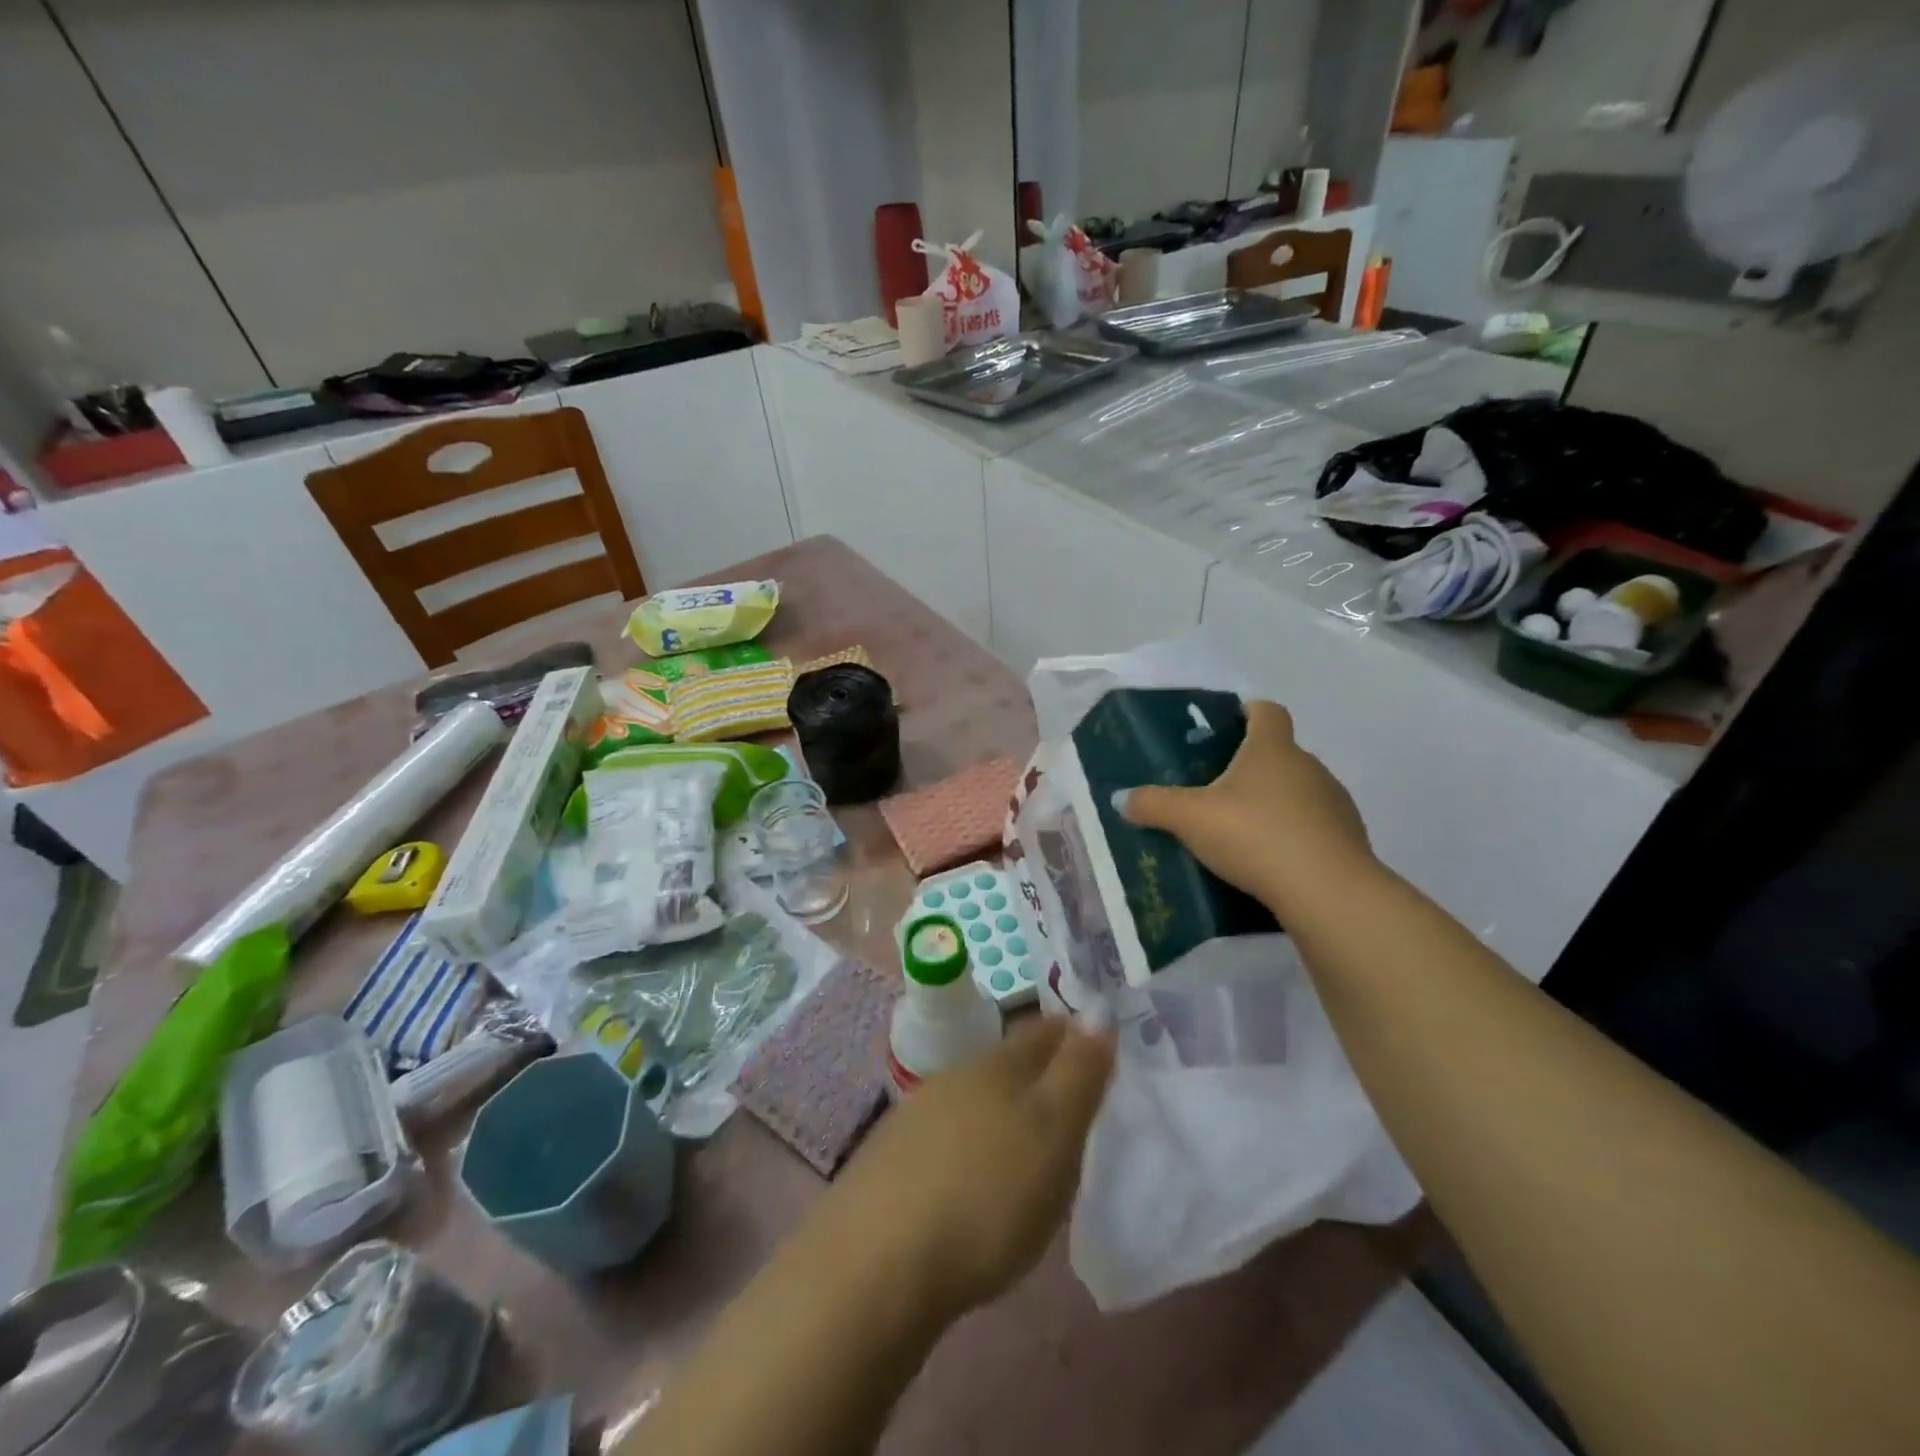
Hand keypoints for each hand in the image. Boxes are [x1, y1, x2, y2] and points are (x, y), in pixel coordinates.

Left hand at [822, 1017, 1114, 1317]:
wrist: (879, 1262)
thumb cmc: (987, 1197)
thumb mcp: (1053, 1134)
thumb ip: (1077, 1074)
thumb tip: (1096, 1012)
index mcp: (998, 1066)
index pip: (1043, 1032)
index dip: (1072, 1033)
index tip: (1096, 1043)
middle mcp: (955, 1078)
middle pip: (1006, 1063)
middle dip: (1038, 1071)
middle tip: (1069, 1097)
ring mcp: (917, 1116)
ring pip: (974, 1098)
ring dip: (1001, 1109)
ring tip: (1024, 1140)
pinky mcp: (892, 1159)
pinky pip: (946, 1136)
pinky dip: (969, 1143)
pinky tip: (970, 1175)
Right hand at [1119, 699, 1372, 911]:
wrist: (1327, 892)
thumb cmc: (1255, 835)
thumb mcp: (1190, 819)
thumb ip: (1153, 805)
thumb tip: (1121, 798)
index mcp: (1272, 749)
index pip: (1267, 711)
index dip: (1247, 712)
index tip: (1227, 724)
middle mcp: (1309, 766)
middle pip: (1280, 753)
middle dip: (1251, 766)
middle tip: (1216, 790)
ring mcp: (1334, 803)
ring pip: (1298, 791)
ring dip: (1273, 803)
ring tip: (1241, 831)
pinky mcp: (1349, 840)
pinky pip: (1313, 827)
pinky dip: (1293, 835)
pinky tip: (1270, 861)